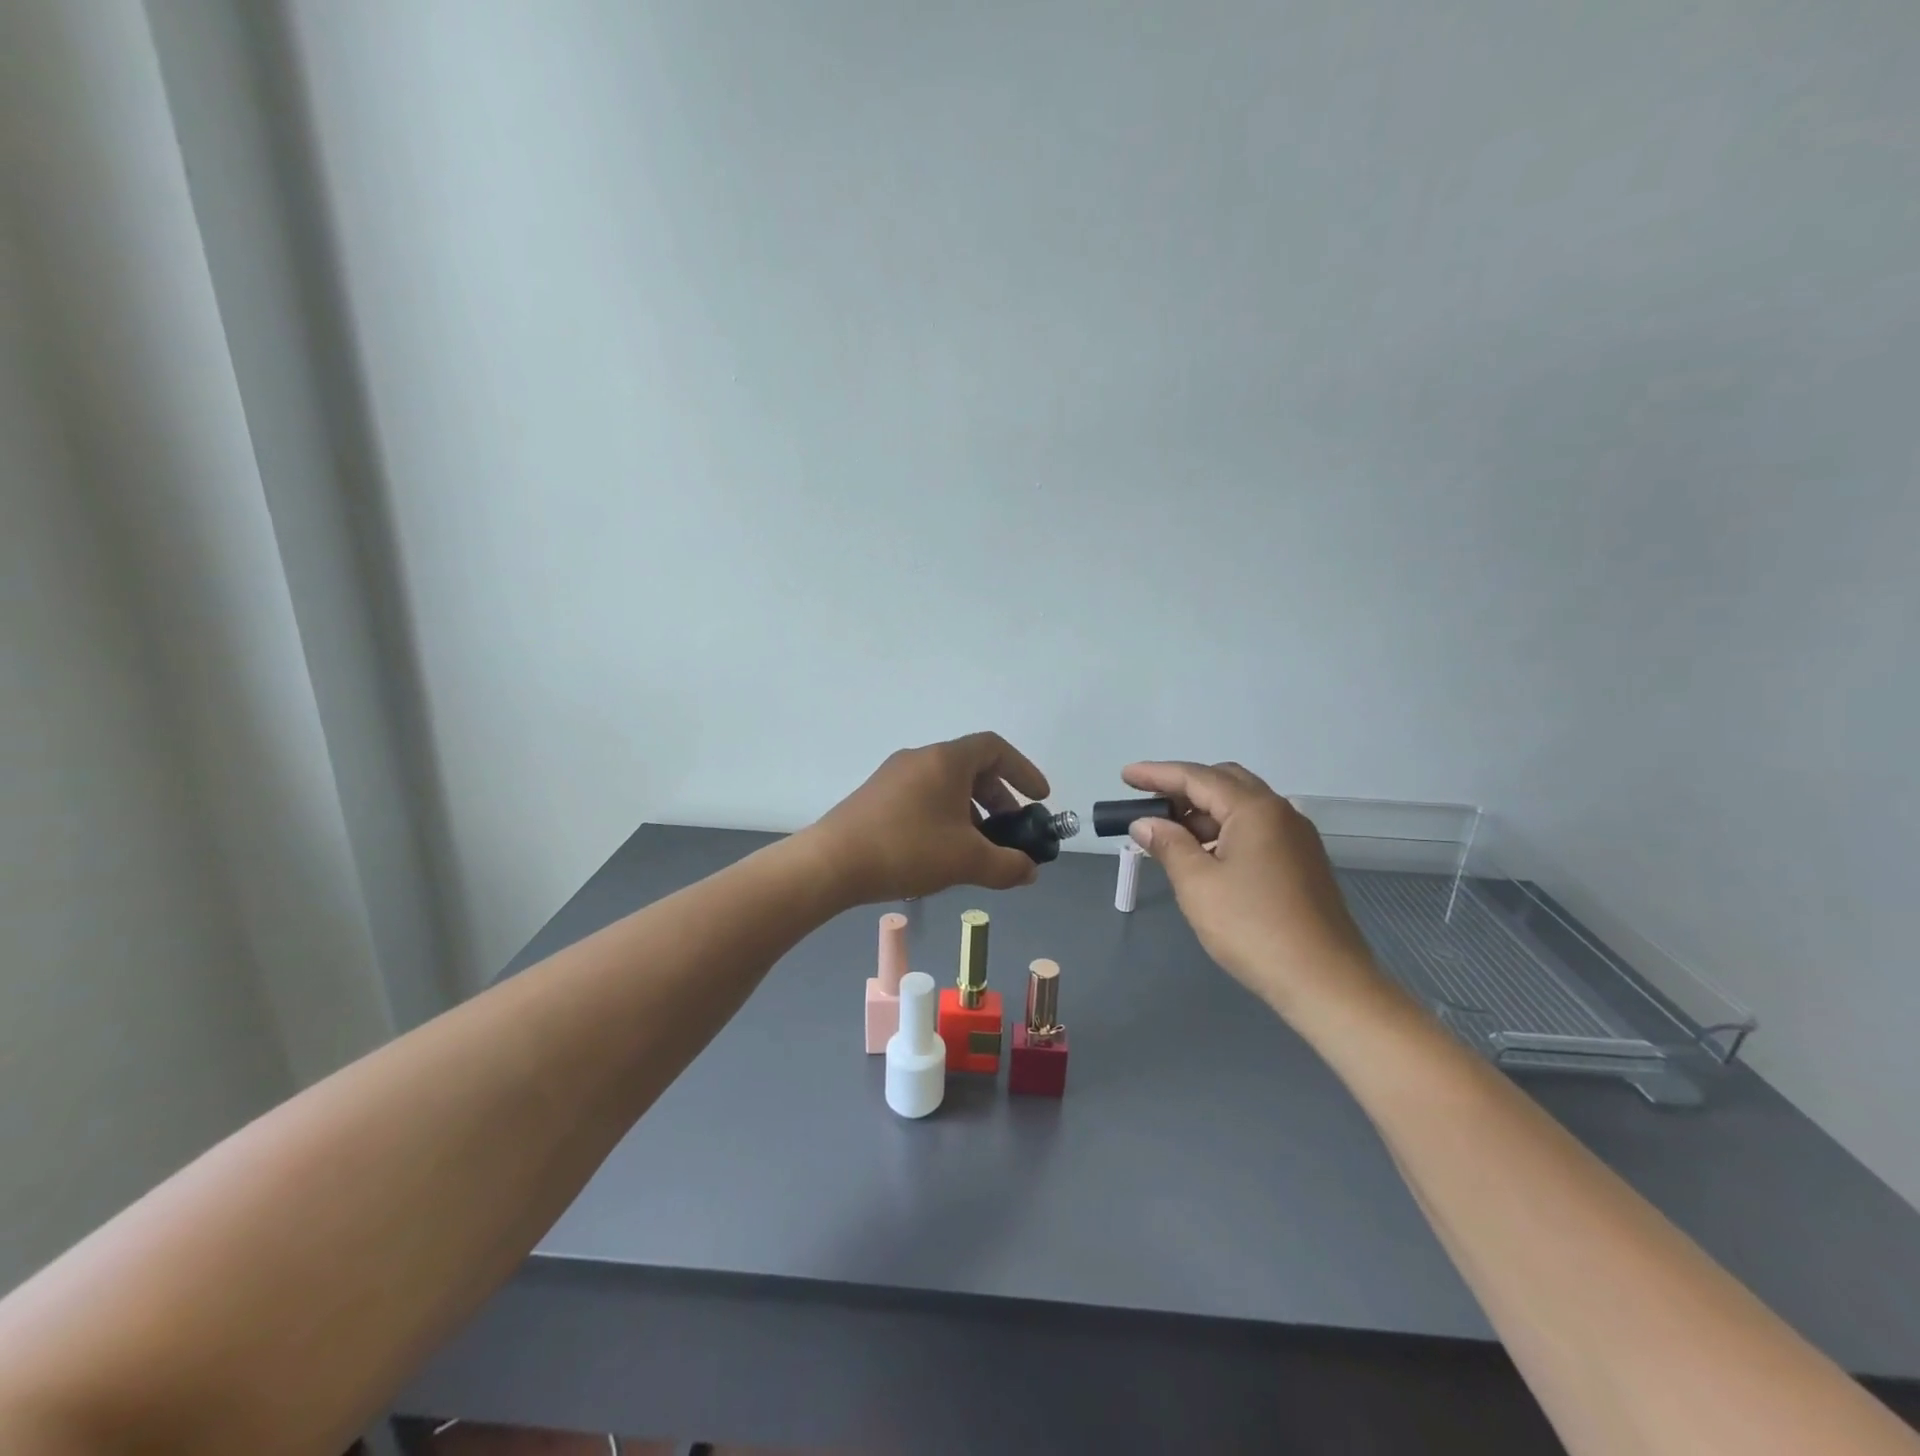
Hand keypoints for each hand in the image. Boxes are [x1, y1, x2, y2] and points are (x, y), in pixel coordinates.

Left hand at [807, 733, 1052, 903]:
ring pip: (945, 786)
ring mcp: (893, 776)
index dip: (1023, 770)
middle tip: (1010, 831)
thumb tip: (1029, 871)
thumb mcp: (967, 861)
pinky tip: (942, 853)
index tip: (1039, 799)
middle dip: (998, 799)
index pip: (995, 748)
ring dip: (971, 812)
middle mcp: (920, 758)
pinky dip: (944, 817)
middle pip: (971, 768)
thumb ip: (1007, 865)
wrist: (831, 863)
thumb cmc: (908, 849)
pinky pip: (923, 798)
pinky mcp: (875, 797)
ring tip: (978, 850)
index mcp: (946, 760)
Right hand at [1121, 760, 1383, 1016]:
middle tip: (1147, 804)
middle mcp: (1280, 813)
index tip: (1123, 775)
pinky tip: (1204, 857)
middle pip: (1224, 783)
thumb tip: (1146, 823)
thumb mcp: (1198, 885)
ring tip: (1168, 836)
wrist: (1325, 982)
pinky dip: (1223, 831)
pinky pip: (1255, 830)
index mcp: (1255, 810)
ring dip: (1202, 813)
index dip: (1156, 774)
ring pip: (1241, 808)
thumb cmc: (1253, 928)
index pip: (1197, 777)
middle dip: (1182, 788)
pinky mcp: (1301, 863)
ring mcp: (1296, 838)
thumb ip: (1168, 845)